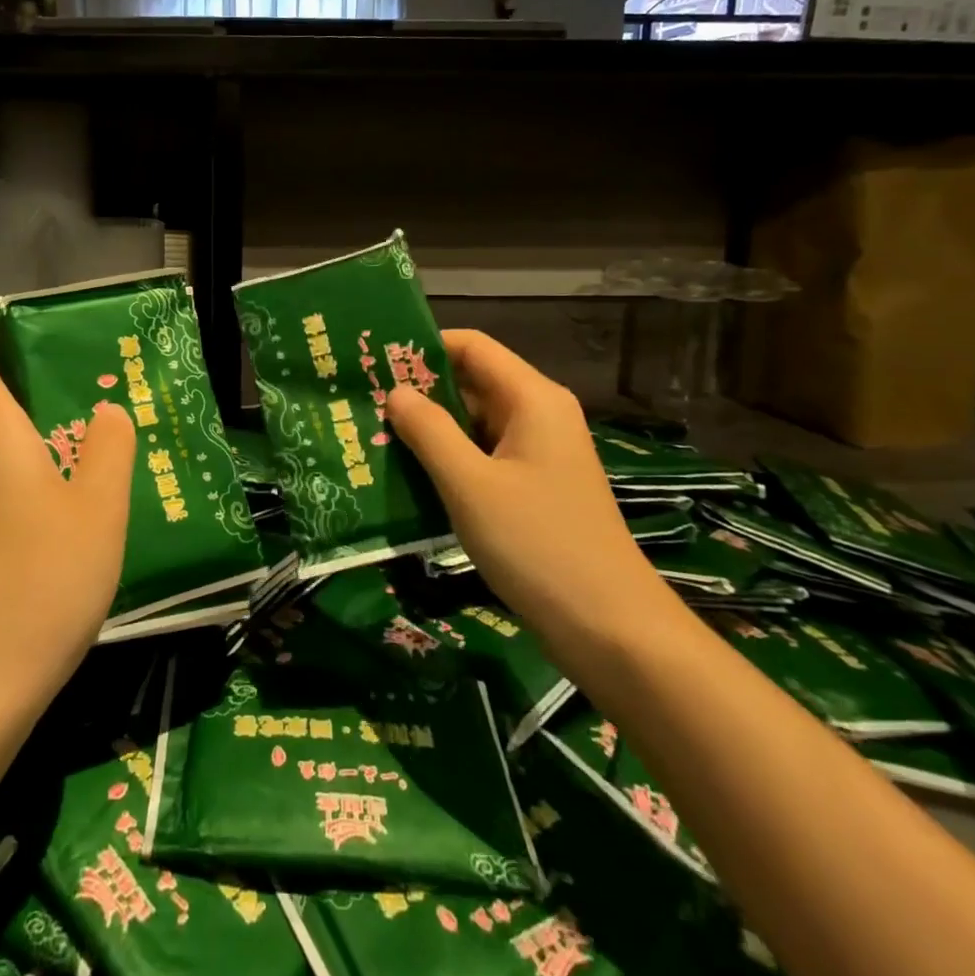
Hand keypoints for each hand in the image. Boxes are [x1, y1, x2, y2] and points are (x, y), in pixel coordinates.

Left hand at [0, 316, 135, 710]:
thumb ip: (109, 450)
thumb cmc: (46, 574)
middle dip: (24, 394)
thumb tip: (107, 414)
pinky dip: (39, 484)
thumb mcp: (98, 505)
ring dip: (38, 443)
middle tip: (76, 383)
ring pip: (6, 462)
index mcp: (0, 445)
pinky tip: (74, 508)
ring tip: (88, 442)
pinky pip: (12, 497)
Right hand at [386, 330, 678, 663]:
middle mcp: (539, 415)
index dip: (423, 347)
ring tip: (374, 437)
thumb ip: (429, 431)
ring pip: (475, 424)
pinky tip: (409, 476)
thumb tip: (395, 391)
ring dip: (430, 430)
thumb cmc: (537, 544)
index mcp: (532, 399)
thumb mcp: (470, 485)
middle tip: (363, 403)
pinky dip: (449, 460)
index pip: (472, 346)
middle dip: (420, 392)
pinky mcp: (535, 488)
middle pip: (472, 383)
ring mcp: (539, 454)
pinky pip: (484, 456)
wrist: (611, 629)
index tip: (374, 360)